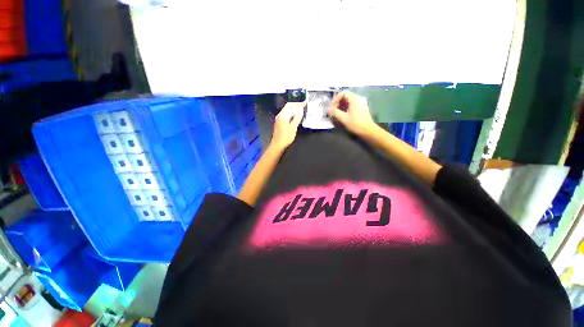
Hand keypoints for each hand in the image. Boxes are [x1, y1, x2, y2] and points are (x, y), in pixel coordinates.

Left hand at [270, 101, 304, 150]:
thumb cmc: (286, 137)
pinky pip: (286, 113)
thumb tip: (301, 109)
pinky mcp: (279, 122)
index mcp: (283, 115)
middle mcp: (280, 115)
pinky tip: (295, 114)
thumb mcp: (293, 128)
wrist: (277, 145)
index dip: (299, 104)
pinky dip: (291, 112)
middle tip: (304, 104)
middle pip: (288, 106)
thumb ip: (297, 118)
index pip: (292, 106)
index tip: (305, 102)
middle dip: (296, 104)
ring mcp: (279, 118)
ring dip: (294, 108)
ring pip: (287, 109)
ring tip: (301, 108)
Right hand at [328, 91, 375, 136]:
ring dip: (342, 105)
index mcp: (355, 99)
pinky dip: (346, 107)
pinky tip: (344, 114)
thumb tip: (328, 109)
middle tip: (334, 110)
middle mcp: (359, 98)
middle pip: (346, 96)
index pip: (343, 93)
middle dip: (338, 102)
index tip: (332, 106)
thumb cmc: (356, 124)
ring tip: (337, 113)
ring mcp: (361, 102)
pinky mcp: (362, 107)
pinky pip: (352, 104)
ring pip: (349, 100)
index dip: (336, 99)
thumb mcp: (343, 118)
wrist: (368, 130)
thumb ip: (335, 112)